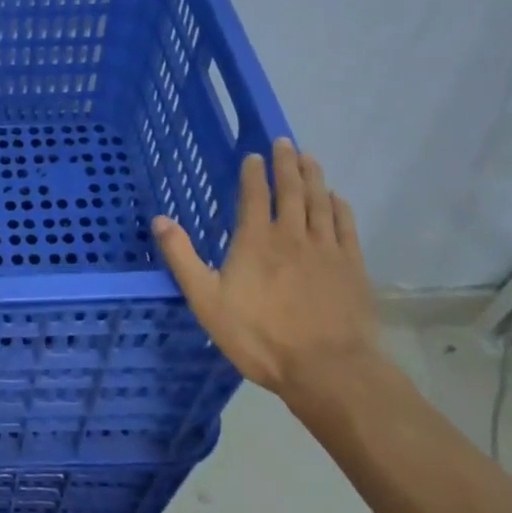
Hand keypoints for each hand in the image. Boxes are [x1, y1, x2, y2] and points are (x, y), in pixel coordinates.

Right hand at [152, 138, 378, 405]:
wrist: (328, 370)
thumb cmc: (260, 337)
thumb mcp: (206, 300)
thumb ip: (182, 258)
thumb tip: (159, 219)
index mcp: (255, 239)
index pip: (254, 194)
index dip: (253, 172)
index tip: (254, 155)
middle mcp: (291, 234)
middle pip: (290, 189)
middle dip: (286, 164)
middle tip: (285, 142)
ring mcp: (326, 249)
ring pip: (319, 201)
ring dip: (313, 177)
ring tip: (309, 158)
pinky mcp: (352, 267)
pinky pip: (345, 226)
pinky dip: (339, 207)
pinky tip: (337, 198)